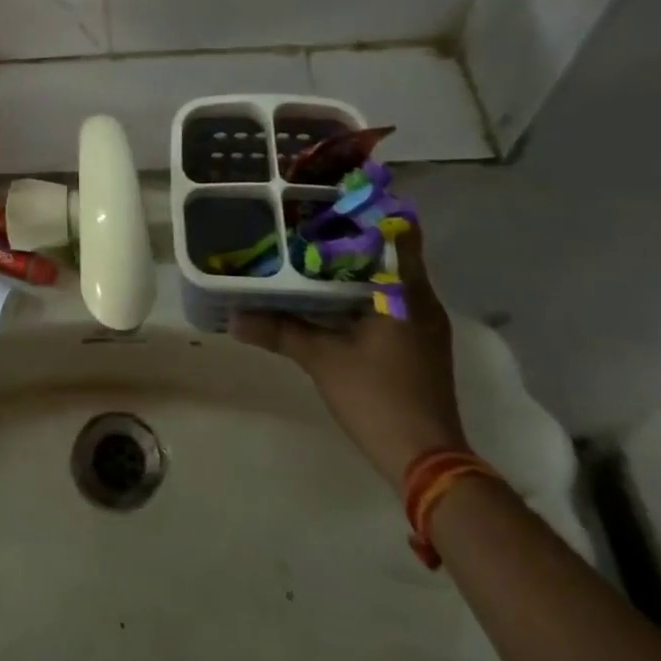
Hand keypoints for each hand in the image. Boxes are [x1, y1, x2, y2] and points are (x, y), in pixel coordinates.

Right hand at [233, 229, 467, 486]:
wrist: (427, 462)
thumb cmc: (378, 398)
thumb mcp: (321, 359)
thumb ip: (279, 331)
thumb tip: (233, 317)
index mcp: (405, 292)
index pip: (398, 231)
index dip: (368, 210)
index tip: (331, 199)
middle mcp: (421, 300)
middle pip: (390, 251)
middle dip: (351, 236)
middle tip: (307, 222)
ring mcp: (422, 324)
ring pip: (388, 278)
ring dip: (356, 266)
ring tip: (311, 253)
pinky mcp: (418, 344)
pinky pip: (389, 300)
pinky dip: (361, 291)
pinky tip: (329, 297)